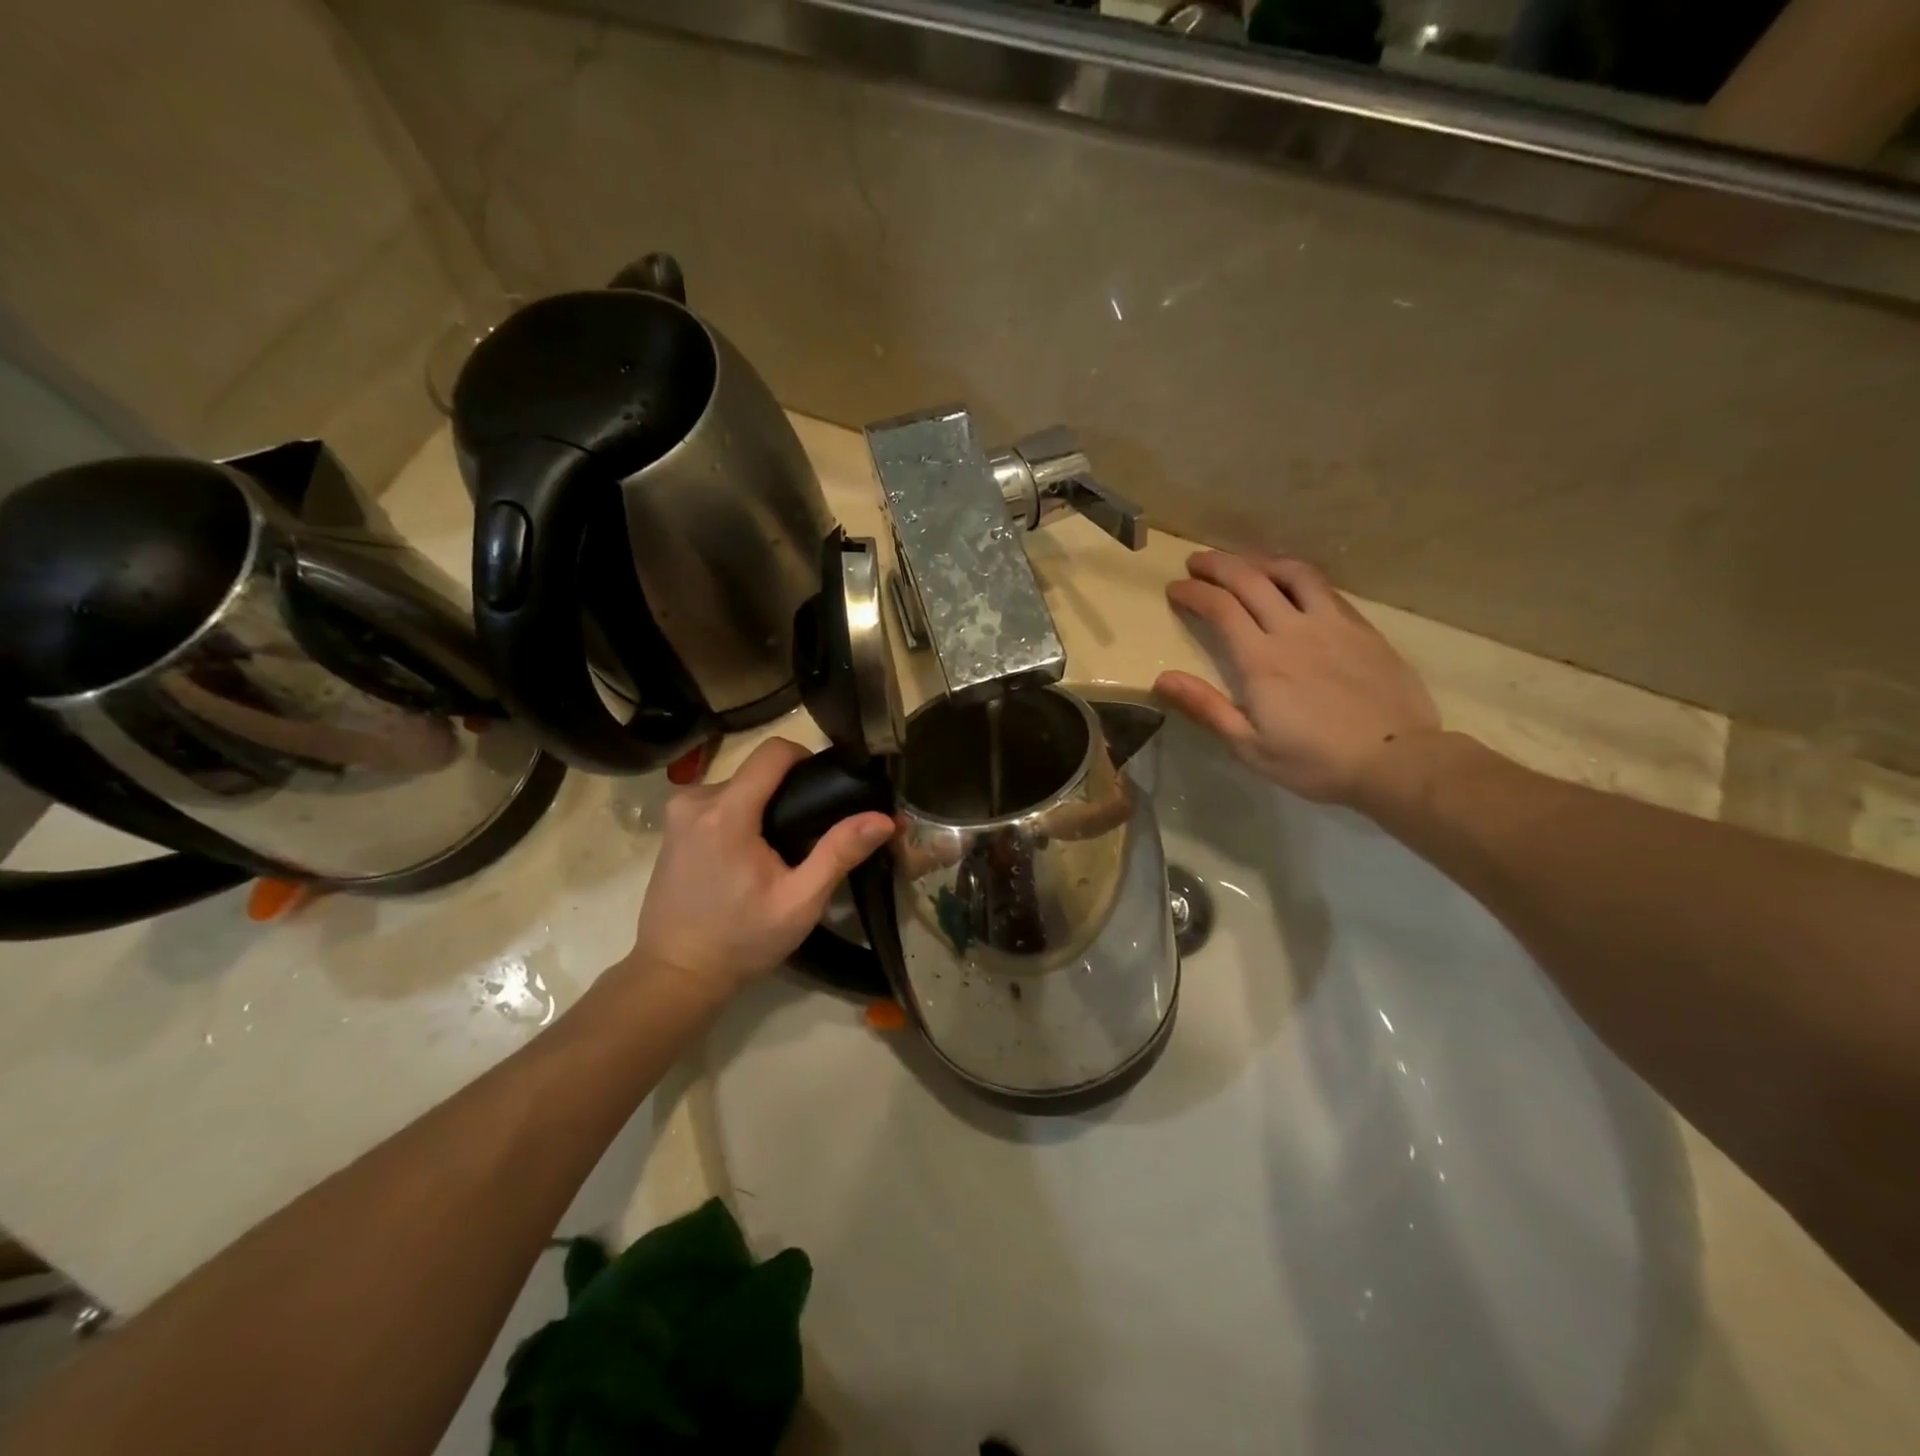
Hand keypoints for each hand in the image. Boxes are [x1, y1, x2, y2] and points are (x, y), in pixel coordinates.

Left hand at [630, 737, 893, 993]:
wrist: (676, 974)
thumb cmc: (741, 940)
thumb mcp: (800, 902)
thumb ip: (839, 853)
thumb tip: (884, 818)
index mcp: (727, 812)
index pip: (773, 751)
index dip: (806, 758)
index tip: (826, 789)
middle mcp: (695, 800)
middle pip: (757, 770)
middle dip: (787, 792)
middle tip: (810, 833)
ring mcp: (678, 812)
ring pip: (738, 785)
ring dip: (764, 805)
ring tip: (782, 848)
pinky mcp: (672, 827)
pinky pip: (718, 802)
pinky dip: (741, 815)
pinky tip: (750, 854)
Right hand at [1156, 552, 1440, 804]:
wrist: (1397, 760)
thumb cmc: (1315, 762)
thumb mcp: (1250, 746)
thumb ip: (1206, 707)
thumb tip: (1161, 679)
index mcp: (1261, 660)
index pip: (1220, 608)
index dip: (1193, 593)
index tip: (1175, 589)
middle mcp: (1294, 630)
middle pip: (1251, 580)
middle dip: (1218, 565)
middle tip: (1196, 562)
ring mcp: (1333, 625)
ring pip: (1293, 574)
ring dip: (1260, 561)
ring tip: (1244, 564)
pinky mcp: (1362, 629)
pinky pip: (1325, 589)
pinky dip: (1298, 578)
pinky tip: (1293, 586)